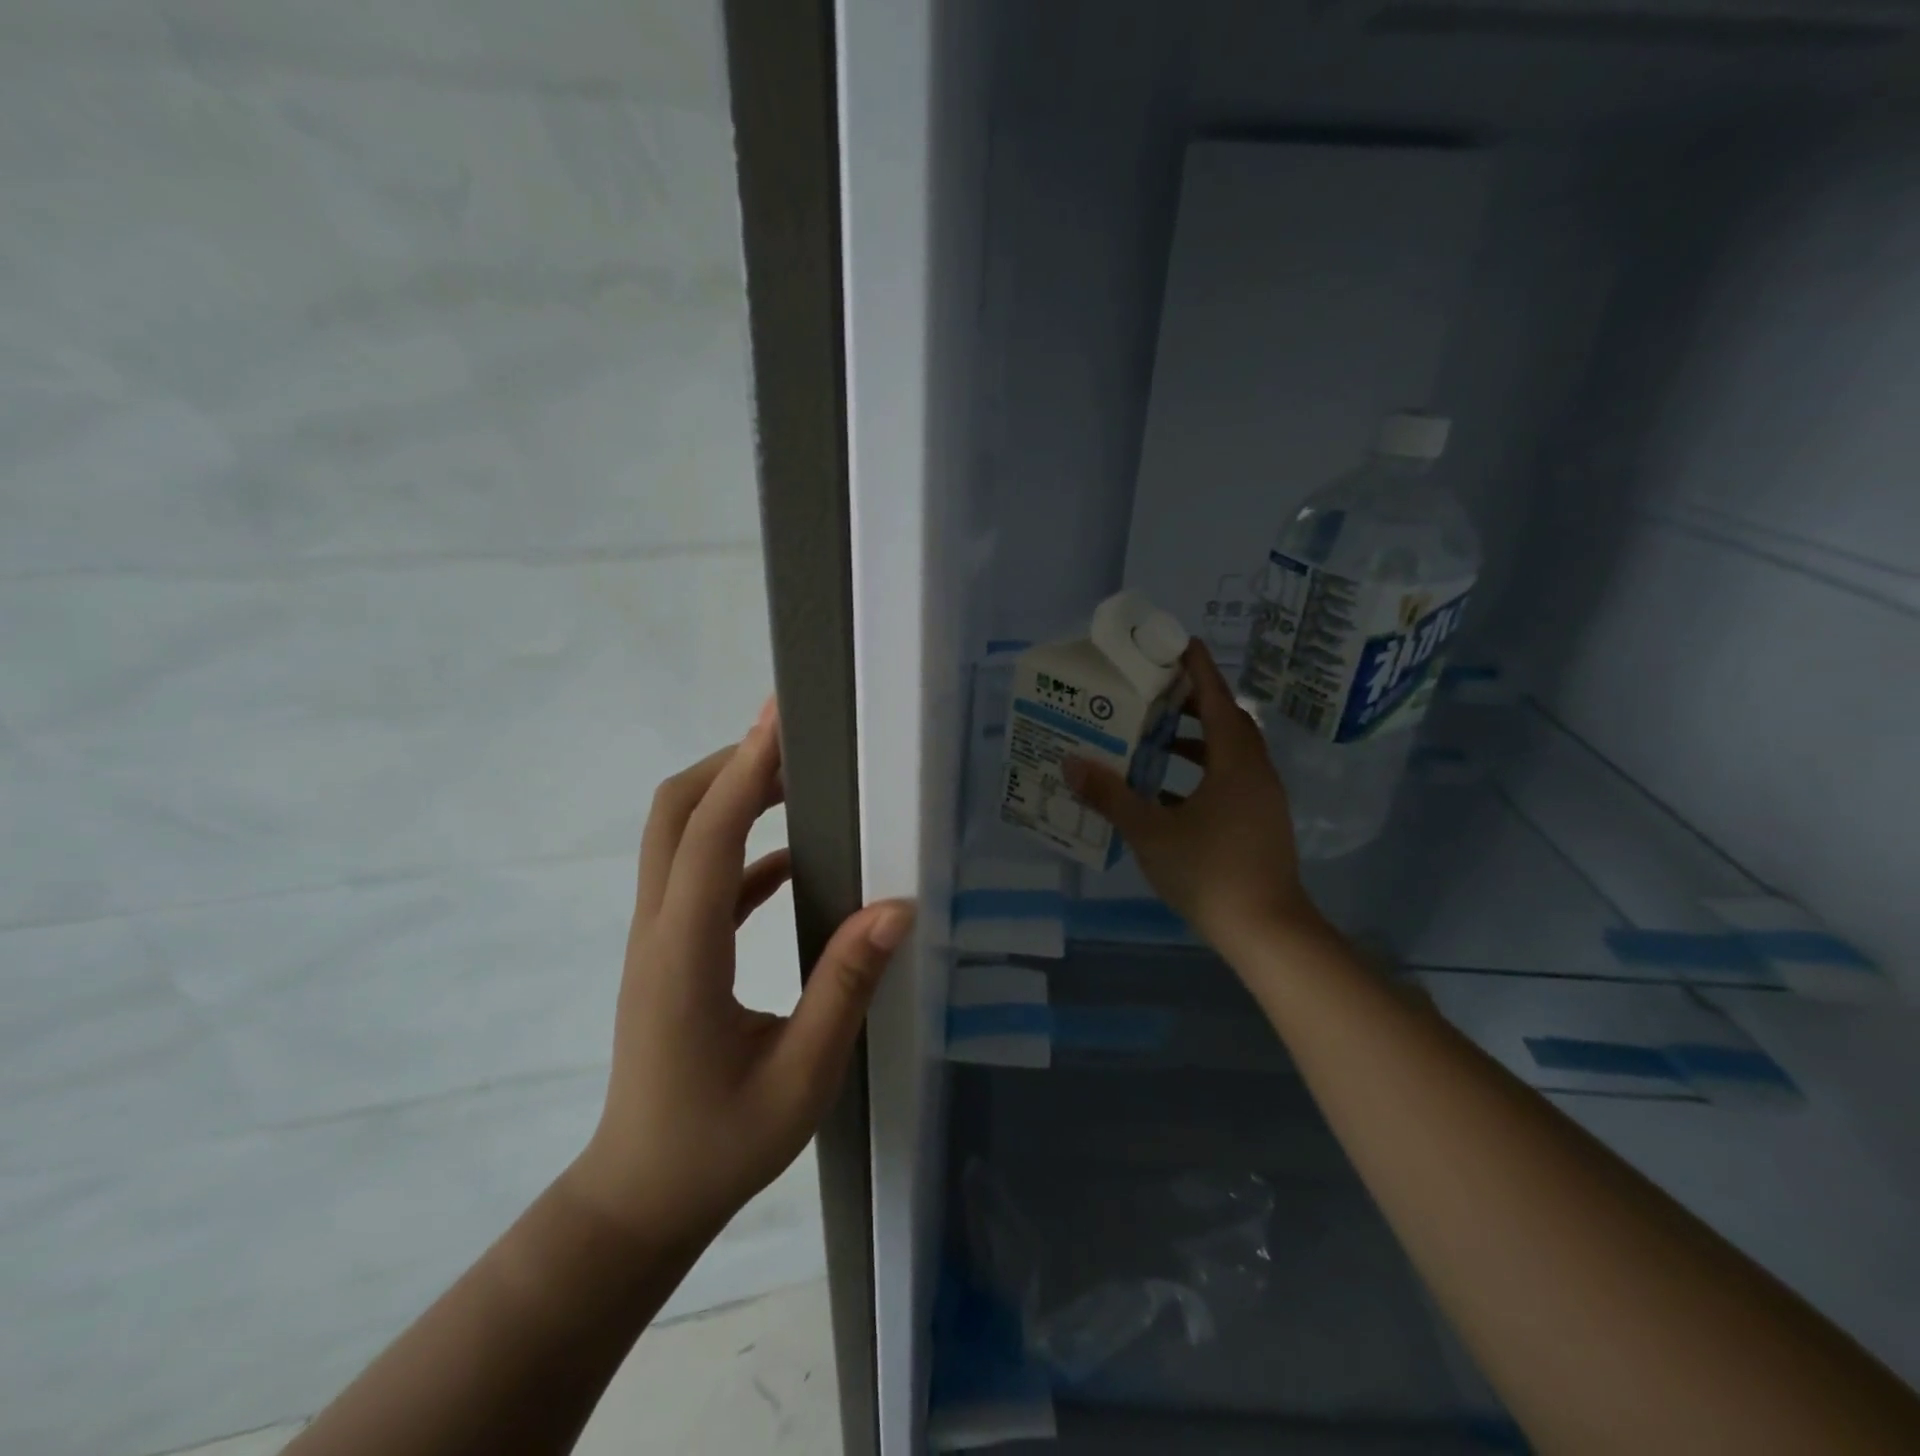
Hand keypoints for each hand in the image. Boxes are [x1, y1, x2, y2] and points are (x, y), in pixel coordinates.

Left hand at [567, 699, 914, 1249]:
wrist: (639, 1199)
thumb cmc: (719, 1145)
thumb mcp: (801, 1076)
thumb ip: (845, 987)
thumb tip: (895, 907)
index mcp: (684, 953)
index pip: (709, 835)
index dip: (747, 769)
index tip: (782, 718)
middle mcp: (659, 930)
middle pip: (673, 814)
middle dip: (730, 764)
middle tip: (793, 742)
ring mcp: (658, 940)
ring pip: (678, 839)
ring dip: (732, 799)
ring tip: (800, 781)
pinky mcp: (670, 954)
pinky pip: (700, 880)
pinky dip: (740, 851)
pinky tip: (795, 862)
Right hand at [1064, 641, 1325, 957]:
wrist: (1268, 930)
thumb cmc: (1210, 872)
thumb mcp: (1151, 832)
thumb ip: (1111, 796)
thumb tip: (1072, 762)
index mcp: (1234, 762)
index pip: (1216, 699)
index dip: (1198, 669)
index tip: (1177, 643)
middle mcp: (1254, 771)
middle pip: (1226, 721)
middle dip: (1192, 702)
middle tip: (1153, 692)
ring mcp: (1262, 798)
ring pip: (1228, 752)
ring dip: (1195, 740)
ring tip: (1154, 738)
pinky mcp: (1260, 821)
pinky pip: (1229, 779)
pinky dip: (1201, 772)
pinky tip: (1167, 791)